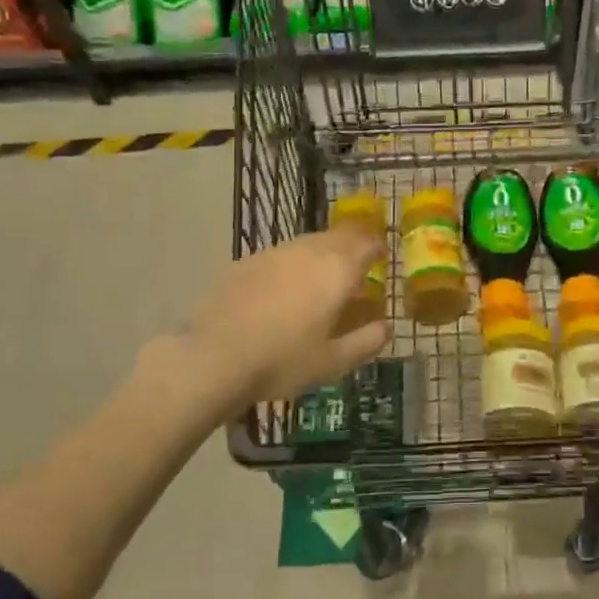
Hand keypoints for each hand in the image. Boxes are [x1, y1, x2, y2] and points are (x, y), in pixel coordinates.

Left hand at [177, 225, 390, 405]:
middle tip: (356, 266)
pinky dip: (293, 263)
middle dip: (353, 245)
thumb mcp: (333, 362)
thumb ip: (367, 341)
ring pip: (310, 241)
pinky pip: (281, 254)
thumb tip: (386, 327)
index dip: (378, 249)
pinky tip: (283, 289)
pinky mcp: (247, 261)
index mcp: (337, 270)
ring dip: (323, 251)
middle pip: (340, 235)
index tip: (382, 260)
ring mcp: (275, 252)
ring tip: (321, 277)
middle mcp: (309, 251)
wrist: (212, 357)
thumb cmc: (281, 361)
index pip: (368, 244)